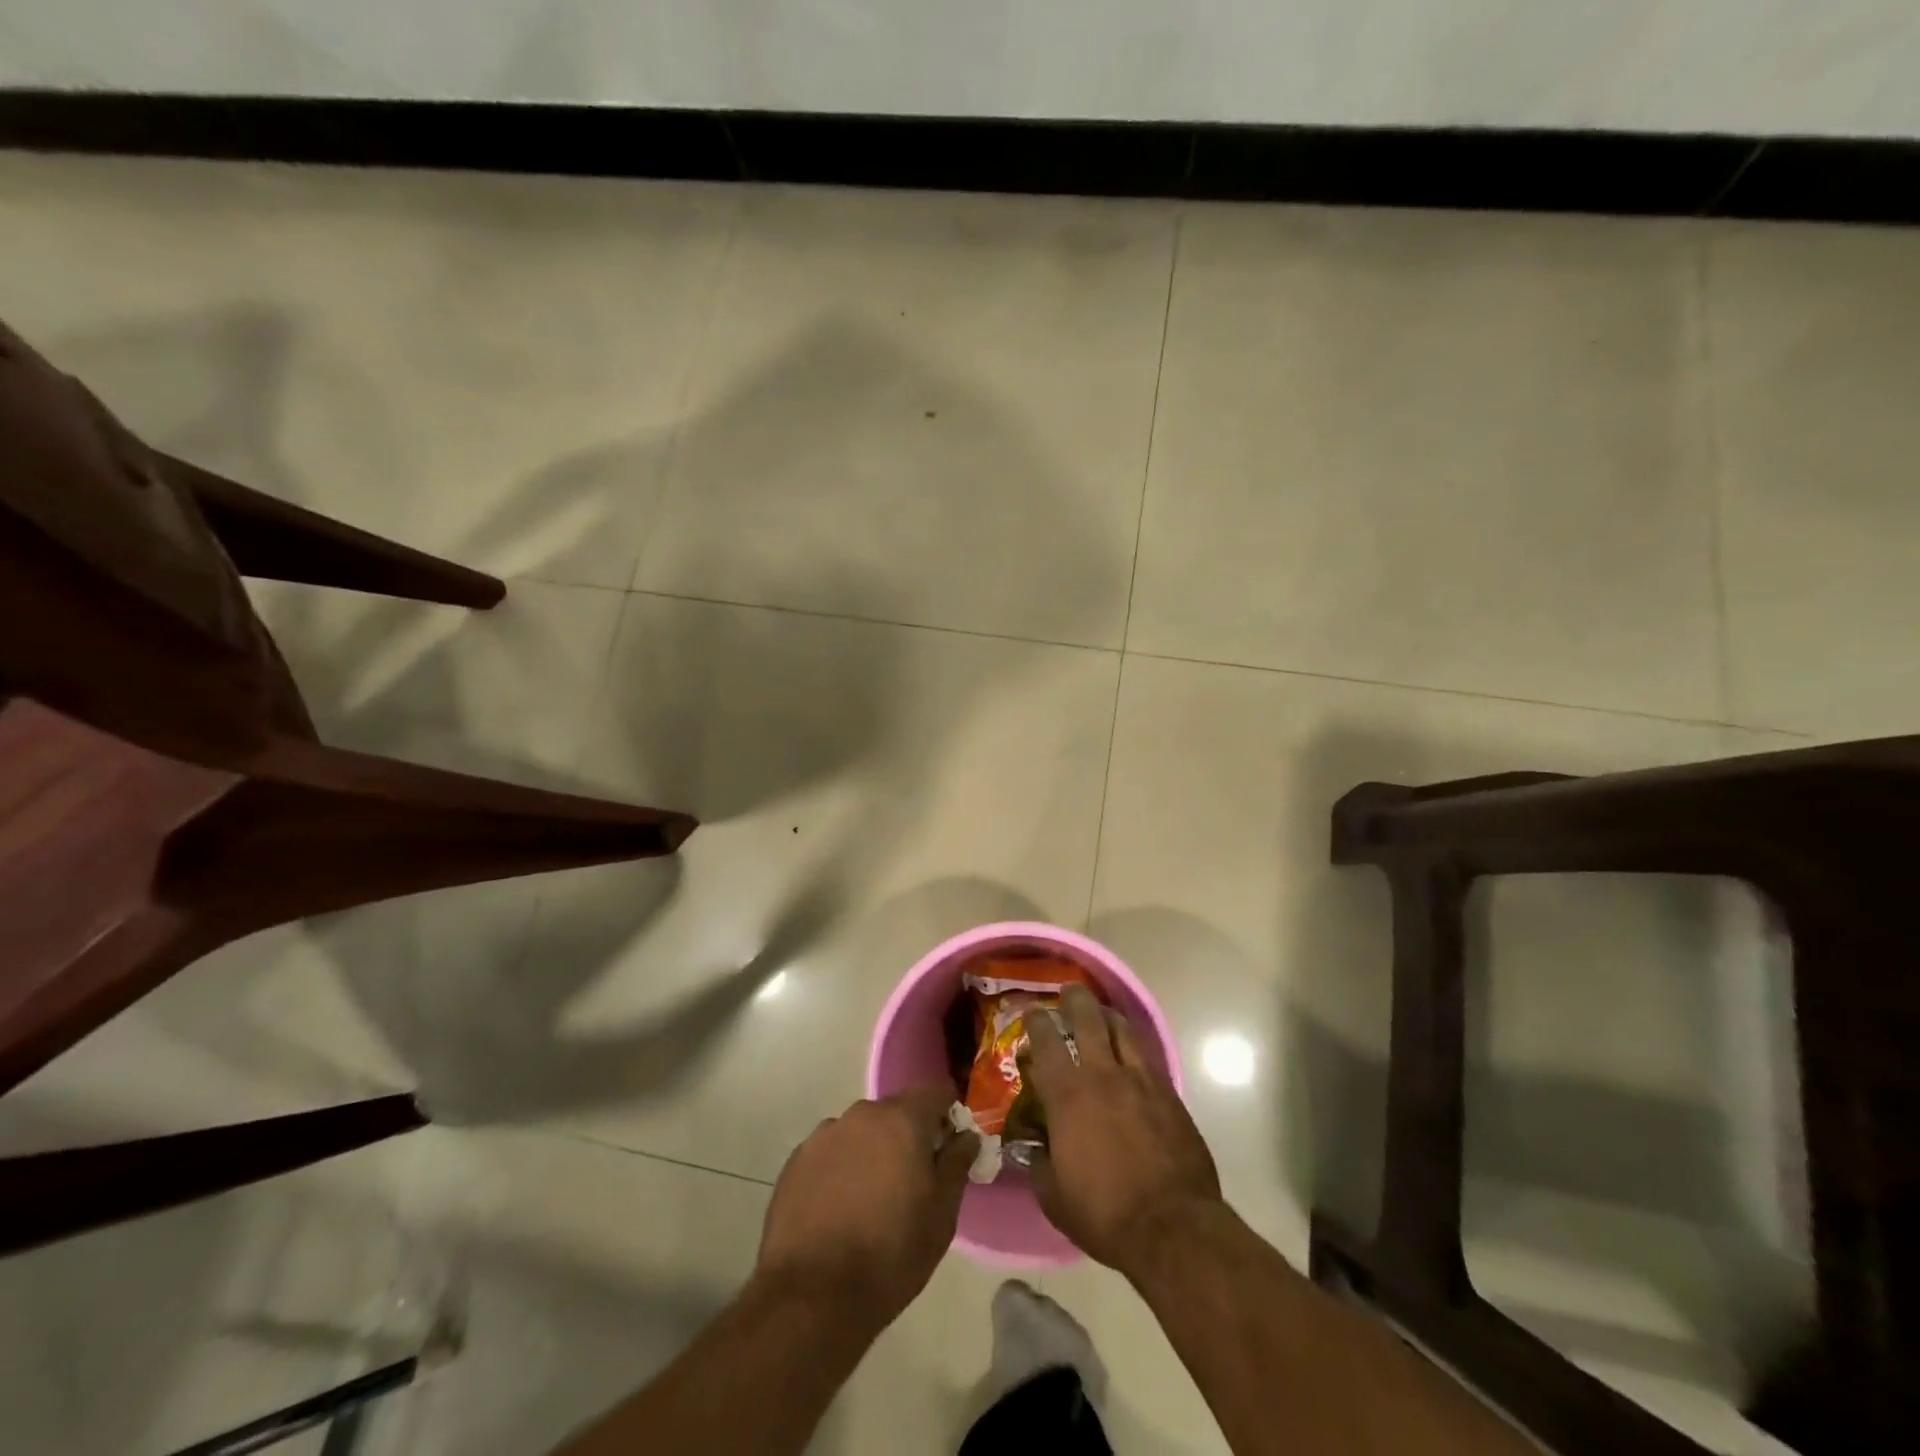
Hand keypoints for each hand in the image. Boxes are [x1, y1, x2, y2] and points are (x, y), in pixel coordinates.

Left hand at [754, 1087, 977, 1330]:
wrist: (811, 1297)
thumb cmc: (890, 1255)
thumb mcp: (941, 1216)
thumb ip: (957, 1164)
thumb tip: (966, 1136)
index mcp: (902, 1120)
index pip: (934, 1092)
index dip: (947, 1115)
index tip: (949, 1147)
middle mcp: (862, 1115)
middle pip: (895, 1111)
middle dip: (908, 1135)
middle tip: (913, 1181)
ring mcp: (824, 1135)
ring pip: (861, 1131)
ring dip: (872, 1151)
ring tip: (872, 1199)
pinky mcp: (796, 1160)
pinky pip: (831, 1152)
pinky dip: (841, 1168)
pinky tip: (839, 1209)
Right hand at [1023, 984, 1222, 1279]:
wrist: (1172, 1227)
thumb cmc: (1104, 1214)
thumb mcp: (1054, 1196)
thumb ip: (1039, 1162)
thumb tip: (1034, 1146)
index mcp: (1067, 1095)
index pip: (1046, 1041)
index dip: (1036, 1021)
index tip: (1031, 1013)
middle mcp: (1102, 1075)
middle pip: (1088, 1018)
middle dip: (1075, 999)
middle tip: (1069, 992)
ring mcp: (1140, 1080)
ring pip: (1122, 1029)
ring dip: (1108, 1016)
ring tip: (1102, 1014)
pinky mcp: (1169, 1093)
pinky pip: (1147, 1057)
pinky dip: (1133, 1048)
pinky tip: (1130, 1055)